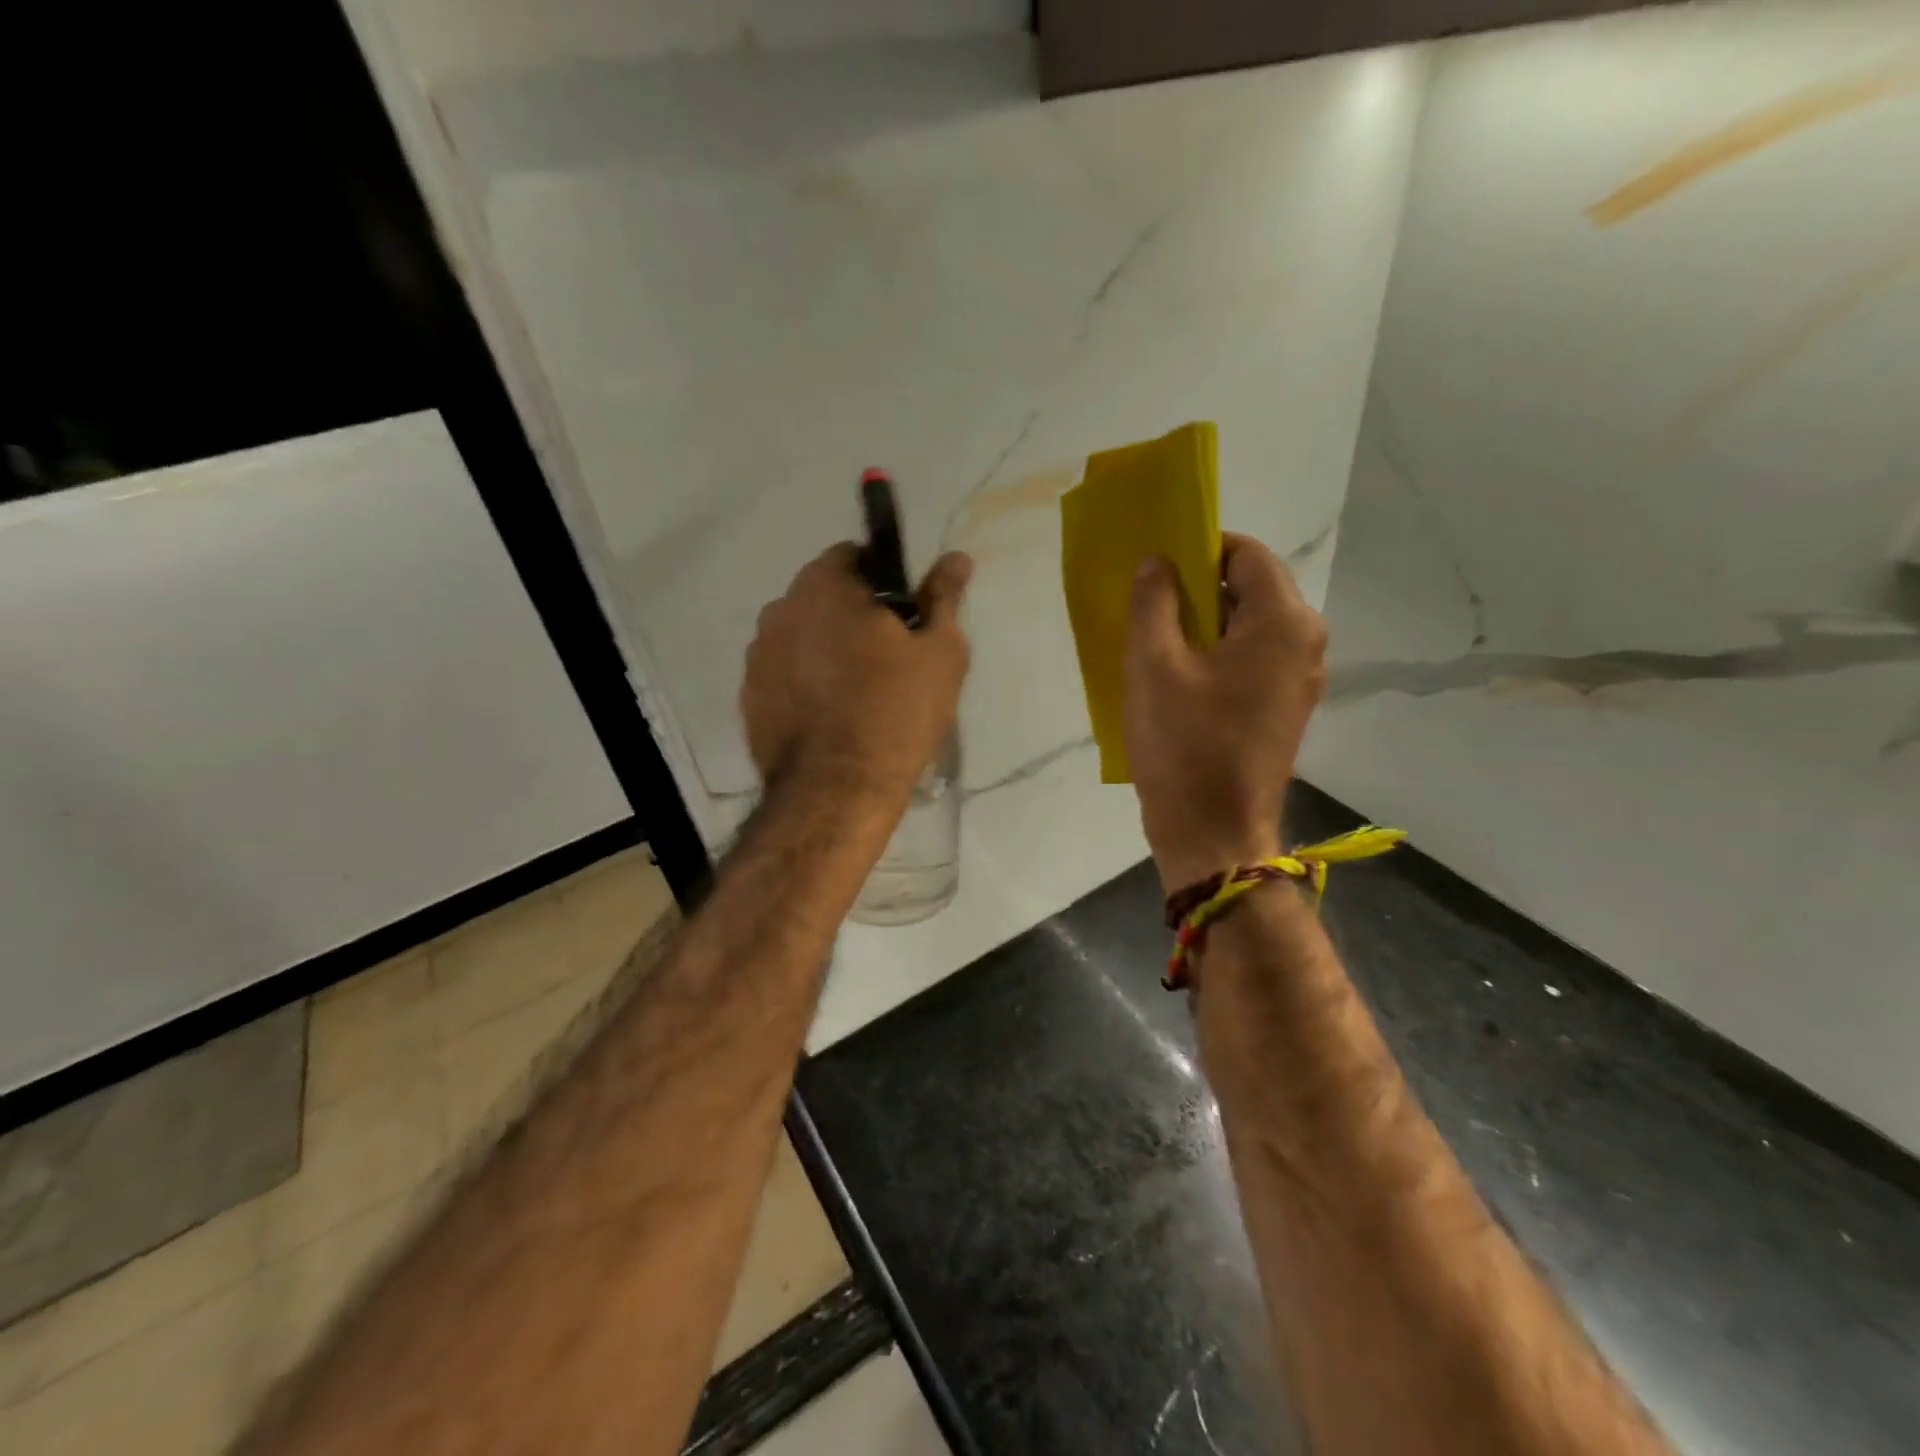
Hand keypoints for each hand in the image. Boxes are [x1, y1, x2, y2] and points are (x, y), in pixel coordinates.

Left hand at [742, 543, 972, 804]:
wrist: (837, 789)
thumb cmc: (896, 712)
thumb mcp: (940, 653)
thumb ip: (944, 598)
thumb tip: (956, 557)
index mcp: (825, 585)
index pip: (853, 556)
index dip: (883, 580)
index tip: (904, 615)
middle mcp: (780, 609)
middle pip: (823, 596)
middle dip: (852, 614)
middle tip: (887, 657)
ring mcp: (758, 654)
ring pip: (801, 635)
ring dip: (825, 647)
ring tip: (856, 691)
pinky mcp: (749, 696)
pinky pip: (784, 673)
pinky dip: (804, 681)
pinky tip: (830, 714)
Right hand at [1124, 532, 1327, 892]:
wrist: (1214, 834)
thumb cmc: (1184, 746)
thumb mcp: (1153, 666)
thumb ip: (1154, 602)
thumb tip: (1158, 563)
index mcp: (1283, 622)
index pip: (1246, 553)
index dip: (1198, 548)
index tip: (1156, 565)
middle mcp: (1305, 643)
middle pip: (1251, 588)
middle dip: (1198, 587)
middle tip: (1147, 604)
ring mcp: (1299, 679)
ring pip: (1249, 626)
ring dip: (1204, 623)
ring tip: (1155, 640)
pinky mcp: (1285, 708)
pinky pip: (1250, 660)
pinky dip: (1216, 655)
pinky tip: (1177, 676)